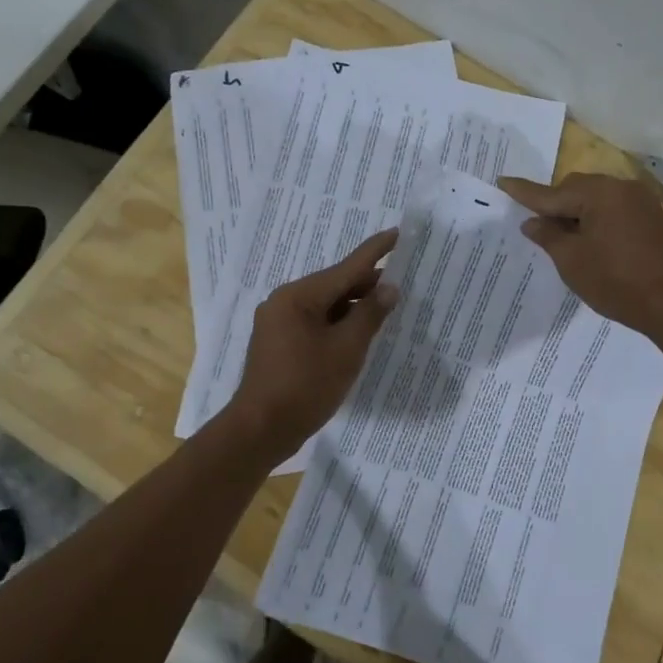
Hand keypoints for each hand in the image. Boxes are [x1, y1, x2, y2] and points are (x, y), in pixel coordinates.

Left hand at [226, 228, 399, 458]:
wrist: (261, 429)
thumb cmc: (306, 386)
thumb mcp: (346, 349)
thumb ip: (370, 315)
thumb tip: (389, 288)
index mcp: (299, 296)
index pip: (346, 267)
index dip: (375, 251)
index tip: (397, 233)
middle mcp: (284, 301)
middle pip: (334, 285)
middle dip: (367, 285)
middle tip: (401, 286)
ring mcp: (278, 322)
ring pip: (325, 305)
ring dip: (353, 307)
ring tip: (385, 311)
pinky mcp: (278, 342)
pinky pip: (314, 322)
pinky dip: (337, 324)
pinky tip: (358, 333)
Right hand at [497, 173, 662, 337]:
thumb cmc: (616, 282)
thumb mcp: (571, 261)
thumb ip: (548, 236)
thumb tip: (533, 222)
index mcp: (599, 193)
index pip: (552, 193)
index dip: (525, 192)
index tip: (503, 181)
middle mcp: (621, 188)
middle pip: (576, 188)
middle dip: (555, 205)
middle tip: (538, 229)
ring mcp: (640, 201)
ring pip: (596, 198)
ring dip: (577, 212)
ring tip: (564, 240)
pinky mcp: (651, 217)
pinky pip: (613, 209)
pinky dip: (597, 219)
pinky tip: (590, 241)